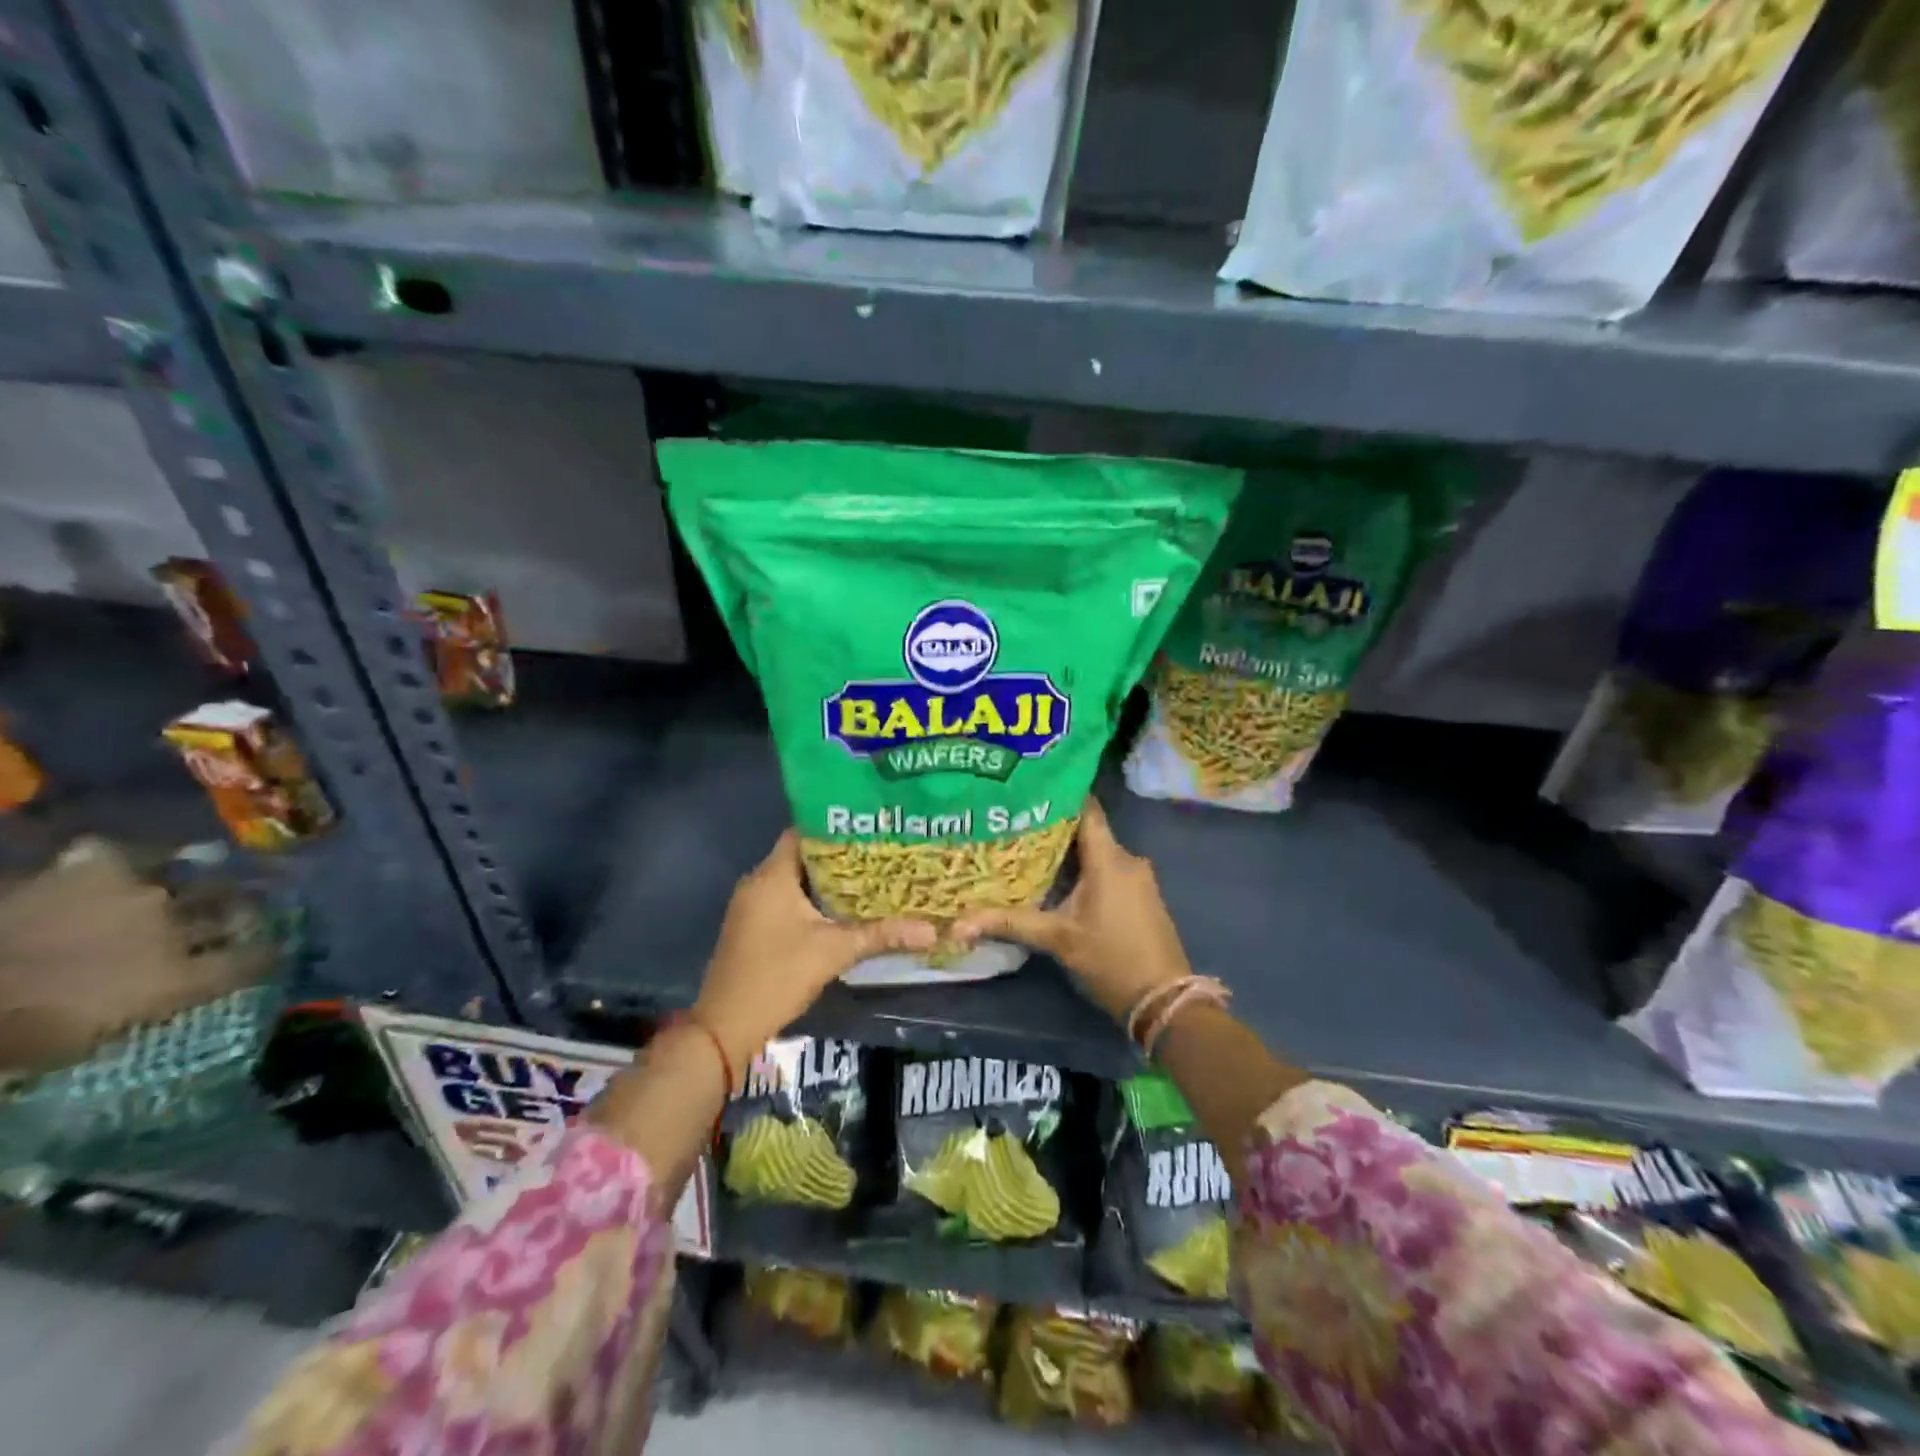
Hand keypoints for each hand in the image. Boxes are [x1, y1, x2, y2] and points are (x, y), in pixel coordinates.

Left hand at [693, 830, 935, 1079]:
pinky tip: (842, 910)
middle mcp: (757, 883)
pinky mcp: (752, 927)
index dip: (837, 827)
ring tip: (870, 878)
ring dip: (827, 881)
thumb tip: (931, 930)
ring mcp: (751, 906)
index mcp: (771, 876)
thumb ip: (880, 935)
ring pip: (795, 880)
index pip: (804, 832)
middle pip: (802, 856)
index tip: (871, 828)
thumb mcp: (834, 952)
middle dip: (840, 856)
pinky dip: (812, 900)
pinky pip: (786, 900)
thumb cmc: (777, 976)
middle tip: (881, 854)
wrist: (725, 1027)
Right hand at [951, 798, 1188, 1023]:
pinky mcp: (1141, 895)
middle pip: (1087, 830)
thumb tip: (957, 925)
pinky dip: (1084, 869)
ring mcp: (1138, 877)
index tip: (1027, 789)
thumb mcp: (1058, 940)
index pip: (1086, 809)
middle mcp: (1127, 859)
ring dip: (1068, 851)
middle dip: (1053, 827)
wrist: (1164, 1000)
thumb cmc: (1111, 961)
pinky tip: (1057, 879)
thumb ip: (1010, 923)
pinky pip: (1108, 869)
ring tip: (1027, 849)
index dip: (1059, 795)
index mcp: (1109, 859)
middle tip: (1014, 823)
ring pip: (1098, 852)